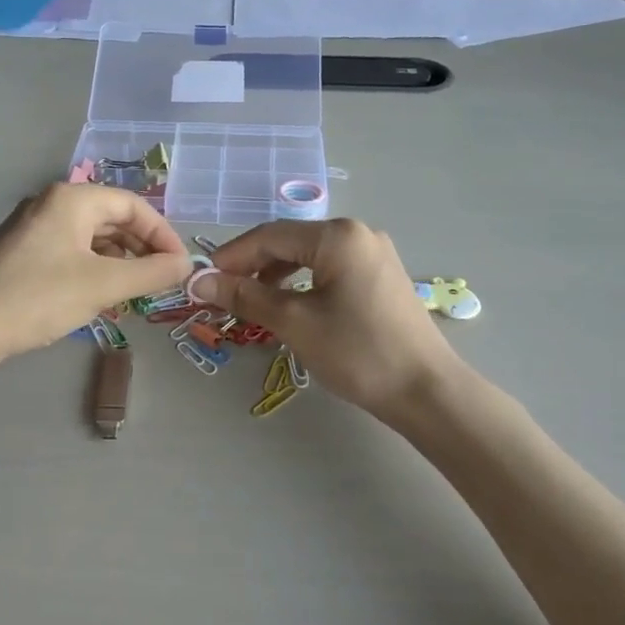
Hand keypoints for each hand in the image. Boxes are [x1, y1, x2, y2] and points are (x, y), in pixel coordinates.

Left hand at [0, 184, 191, 363]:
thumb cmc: (38, 297)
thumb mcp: (103, 285)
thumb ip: (151, 273)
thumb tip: (186, 265)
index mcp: (71, 199)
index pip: (132, 205)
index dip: (162, 234)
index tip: (179, 266)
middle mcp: (50, 204)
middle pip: (111, 218)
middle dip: (140, 248)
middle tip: (159, 281)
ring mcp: (31, 229)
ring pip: (90, 238)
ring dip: (118, 261)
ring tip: (132, 293)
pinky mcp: (19, 254)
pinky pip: (69, 252)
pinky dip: (92, 270)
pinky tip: (97, 297)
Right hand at [192, 218, 458, 419]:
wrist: (425, 391)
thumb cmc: (357, 352)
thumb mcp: (295, 322)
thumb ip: (245, 296)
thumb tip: (199, 282)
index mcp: (338, 235)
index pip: (269, 235)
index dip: (231, 257)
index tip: (202, 281)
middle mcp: (357, 233)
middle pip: (289, 242)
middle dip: (252, 267)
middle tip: (222, 295)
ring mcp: (373, 254)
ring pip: (309, 257)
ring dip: (275, 276)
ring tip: (251, 303)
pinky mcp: (380, 276)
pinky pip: (329, 269)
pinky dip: (302, 283)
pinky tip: (289, 305)